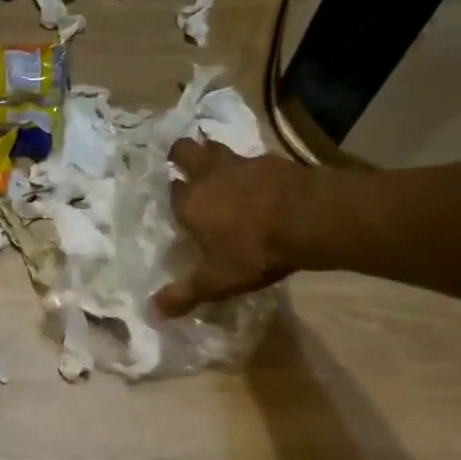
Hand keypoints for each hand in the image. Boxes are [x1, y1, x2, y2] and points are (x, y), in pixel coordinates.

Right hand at [155, 139, 321, 315]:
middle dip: (180, 154)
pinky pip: (253, 158)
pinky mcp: (271, 160)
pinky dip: (252, 166)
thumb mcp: (217, 281)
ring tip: (219, 165)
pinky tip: (260, 178)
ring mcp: (241, 163)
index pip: (170, 190)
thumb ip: (184, 294)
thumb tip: (152, 312)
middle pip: (185, 150)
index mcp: (189, 203)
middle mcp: (208, 176)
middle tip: (184, 163)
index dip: (171, 194)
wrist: (308, 218)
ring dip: (214, 153)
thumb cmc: (254, 250)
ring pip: (217, 147)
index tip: (175, 201)